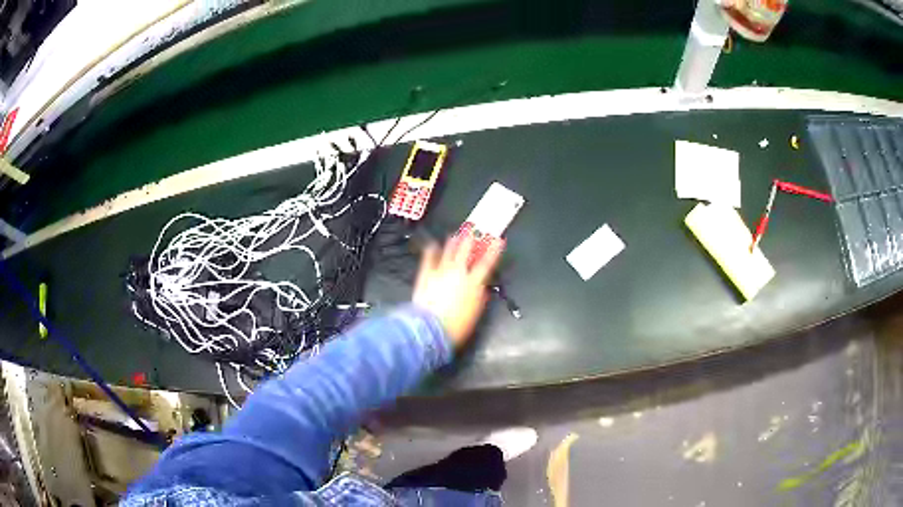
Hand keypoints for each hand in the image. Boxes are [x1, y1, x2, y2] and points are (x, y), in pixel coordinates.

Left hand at [412, 235, 502, 347]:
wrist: (430, 328)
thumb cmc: (455, 326)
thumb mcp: (475, 313)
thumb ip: (479, 297)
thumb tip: (481, 289)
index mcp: (474, 284)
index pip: (487, 263)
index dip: (494, 250)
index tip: (498, 239)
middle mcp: (458, 273)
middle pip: (466, 251)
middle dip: (472, 238)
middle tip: (475, 228)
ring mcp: (441, 272)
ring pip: (448, 251)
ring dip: (453, 241)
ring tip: (456, 233)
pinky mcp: (425, 275)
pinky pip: (428, 259)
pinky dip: (431, 250)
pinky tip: (432, 245)